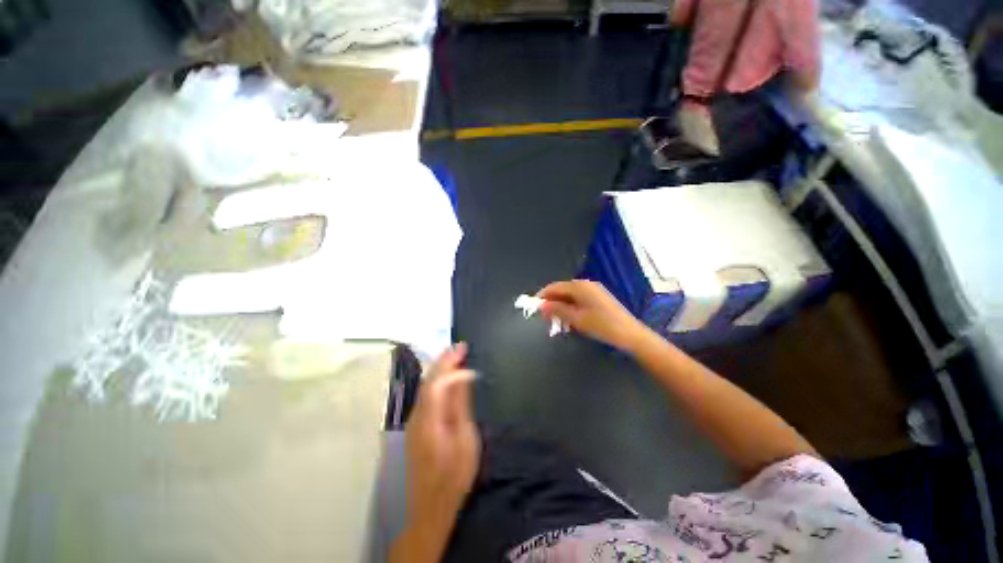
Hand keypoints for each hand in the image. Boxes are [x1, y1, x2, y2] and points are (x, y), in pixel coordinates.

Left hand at [395, 343, 479, 561]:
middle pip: (429, 380)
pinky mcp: (416, 427)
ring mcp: (414, 422)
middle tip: (460, 346)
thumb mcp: (465, 439)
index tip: (465, 350)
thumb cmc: (454, 475)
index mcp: (429, 418)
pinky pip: (427, 396)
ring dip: (440, 368)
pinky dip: (437, 381)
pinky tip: (447, 378)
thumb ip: (461, 405)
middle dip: (444, 360)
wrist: (430, 508)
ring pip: (426, 387)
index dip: (451, 364)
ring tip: (455, 356)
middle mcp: (417, 415)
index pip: (438, 381)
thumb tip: (464, 376)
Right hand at [537, 280, 648, 350]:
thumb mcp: (576, 319)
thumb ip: (557, 310)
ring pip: (570, 296)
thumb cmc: (601, 325)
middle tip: (544, 317)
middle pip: (562, 290)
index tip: (533, 307)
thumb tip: (541, 306)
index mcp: (579, 286)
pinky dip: (571, 307)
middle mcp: (586, 284)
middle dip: (551, 302)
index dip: (542, 295)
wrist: (630, 335)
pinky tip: (569, 319)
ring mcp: (594, 291)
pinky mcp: (599, 298)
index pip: (554, 287)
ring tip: (555, 321)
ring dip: (561, 306)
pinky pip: (579, 300)